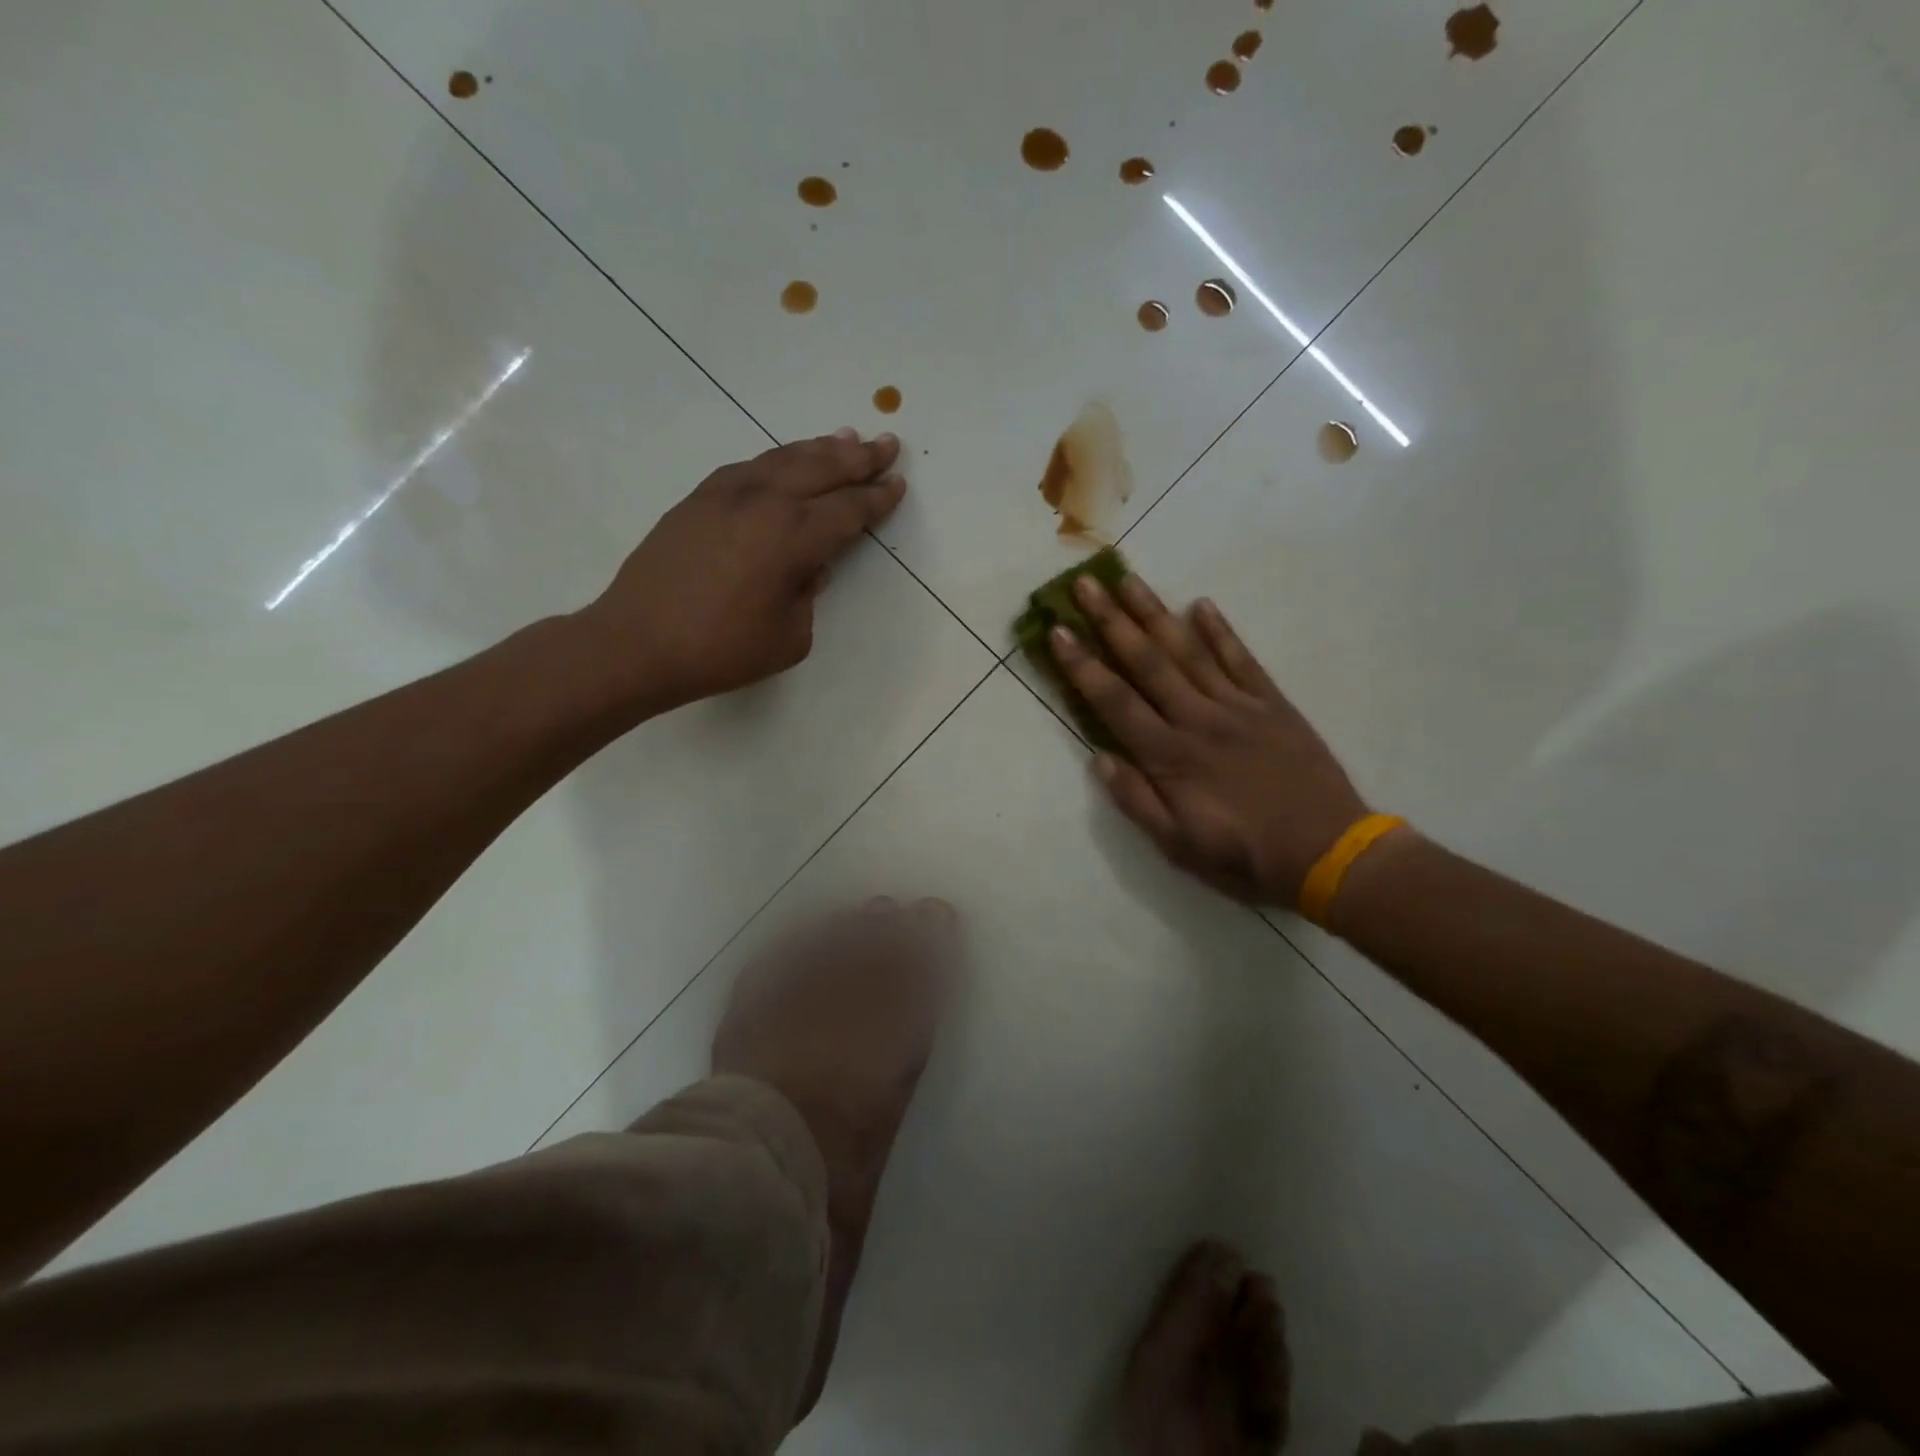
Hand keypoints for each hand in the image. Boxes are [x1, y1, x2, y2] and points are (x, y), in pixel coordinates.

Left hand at [579, 429, 904, 712]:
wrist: (637, 642)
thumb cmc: (721, 650)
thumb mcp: (788, 637)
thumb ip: (808, 595)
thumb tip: (808, 565)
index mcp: (792, 537)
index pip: (847, 510)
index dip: (876, 499)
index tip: (897, 484)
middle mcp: (763, 502)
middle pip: (821, 469)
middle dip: (858, 458)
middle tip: (886, 444)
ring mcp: (725, 494)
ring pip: (783, 458)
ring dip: (819, 449)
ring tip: (845, 438)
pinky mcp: (698, 499)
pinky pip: (750, 466)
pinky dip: (778, 459)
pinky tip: (786, 462)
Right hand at [1049, 572, 1367, 906]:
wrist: (1330, 854)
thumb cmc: (1245, 857)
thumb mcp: (1178, 847)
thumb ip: (1136, 800)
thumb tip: (1099, 757)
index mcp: (1170, 756)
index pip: (1115, 701)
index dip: (1083, 665)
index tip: (1058, 630)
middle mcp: (1198, 719)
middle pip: (1147, 661)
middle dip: (1111, 621)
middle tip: (1086, 583)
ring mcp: (1238, 706)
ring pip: (1189, 651)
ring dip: (1155, 614)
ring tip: (1129, 580)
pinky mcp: (1273, 704)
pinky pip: (1242, 660)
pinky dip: (1221, 632)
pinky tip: (1201, 605)